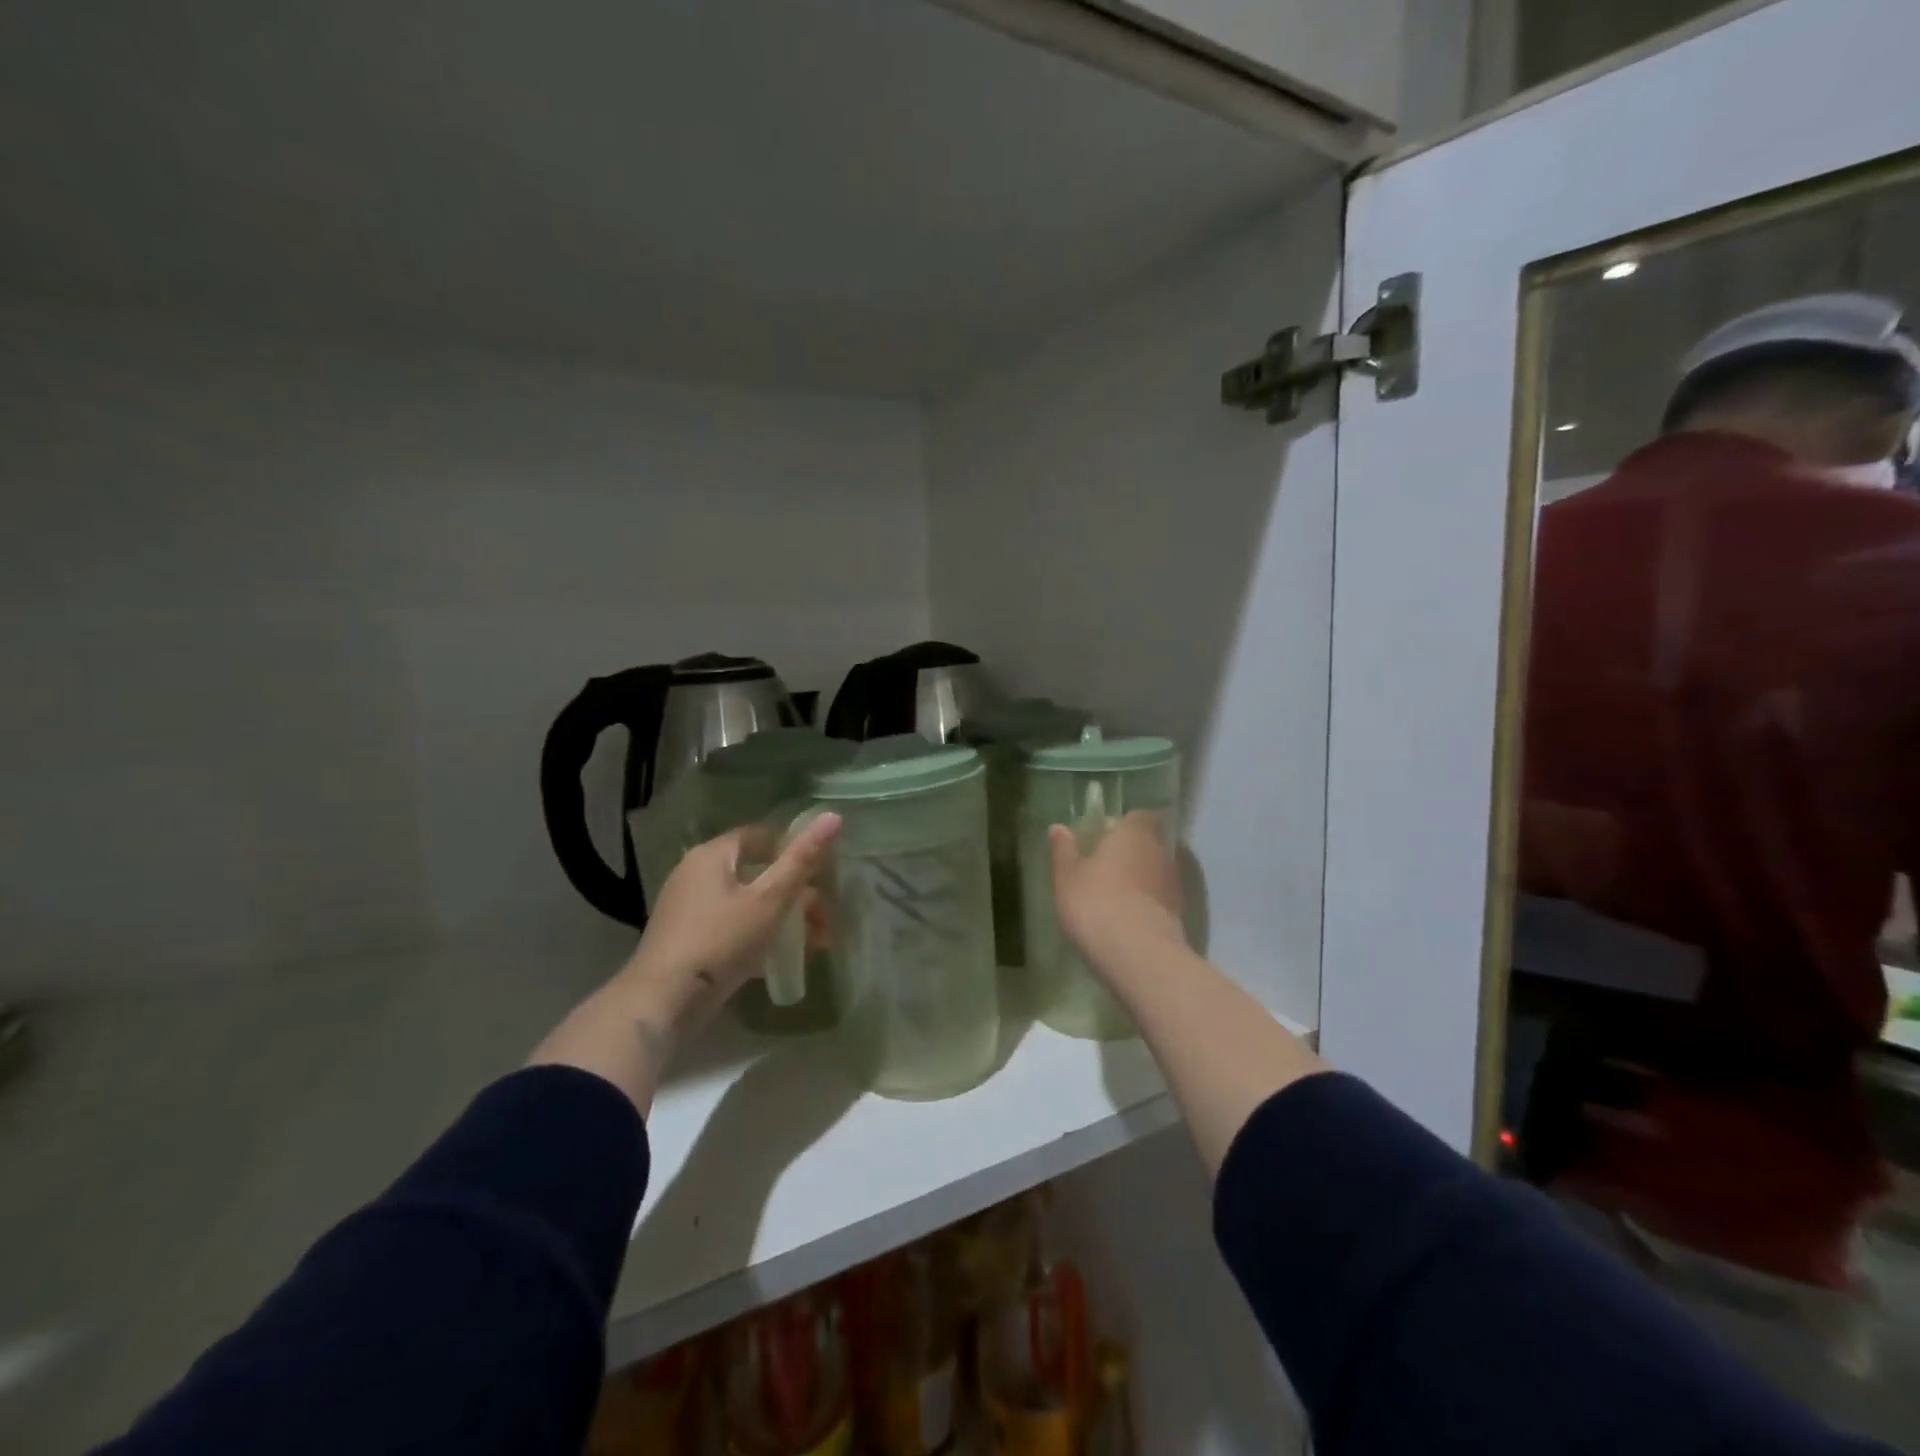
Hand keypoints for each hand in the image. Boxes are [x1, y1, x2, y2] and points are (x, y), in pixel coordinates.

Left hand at [614, 812, 841, 1039]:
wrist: (662, 1002)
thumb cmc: (720, 941)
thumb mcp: (770, 900)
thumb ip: (802, 860)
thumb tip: (833, 816)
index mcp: (712, 855)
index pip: (761, 836)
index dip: (795, 850)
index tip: (823, 875)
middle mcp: (695, 873)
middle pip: (756, 872)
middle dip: (796, 894)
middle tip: (824, 920)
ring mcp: (687, 908)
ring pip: (746, 902)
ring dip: (782, 919)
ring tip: (812, 945)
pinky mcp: (686, 938)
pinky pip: (731, 925)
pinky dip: (757, 935)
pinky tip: (779, 959)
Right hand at [1048, 810, 1184, 974]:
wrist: (1138, 954)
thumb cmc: (1096, 902)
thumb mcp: (1067, 876)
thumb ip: (1064, 850)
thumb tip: (1058, 828)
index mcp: (1134, 833)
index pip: (1139, 816)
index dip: (1124, 824)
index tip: (1106, 836)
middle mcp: (1160, 851)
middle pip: (1150, 842)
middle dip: (1133, 850)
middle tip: (1107, 865)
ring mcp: (1173, 883)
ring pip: (1156, 870)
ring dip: (1141, 877)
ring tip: (1116, 895)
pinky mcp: (1179, 913)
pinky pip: (1160, 897)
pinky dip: (1148, 902)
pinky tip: (1128, 917)